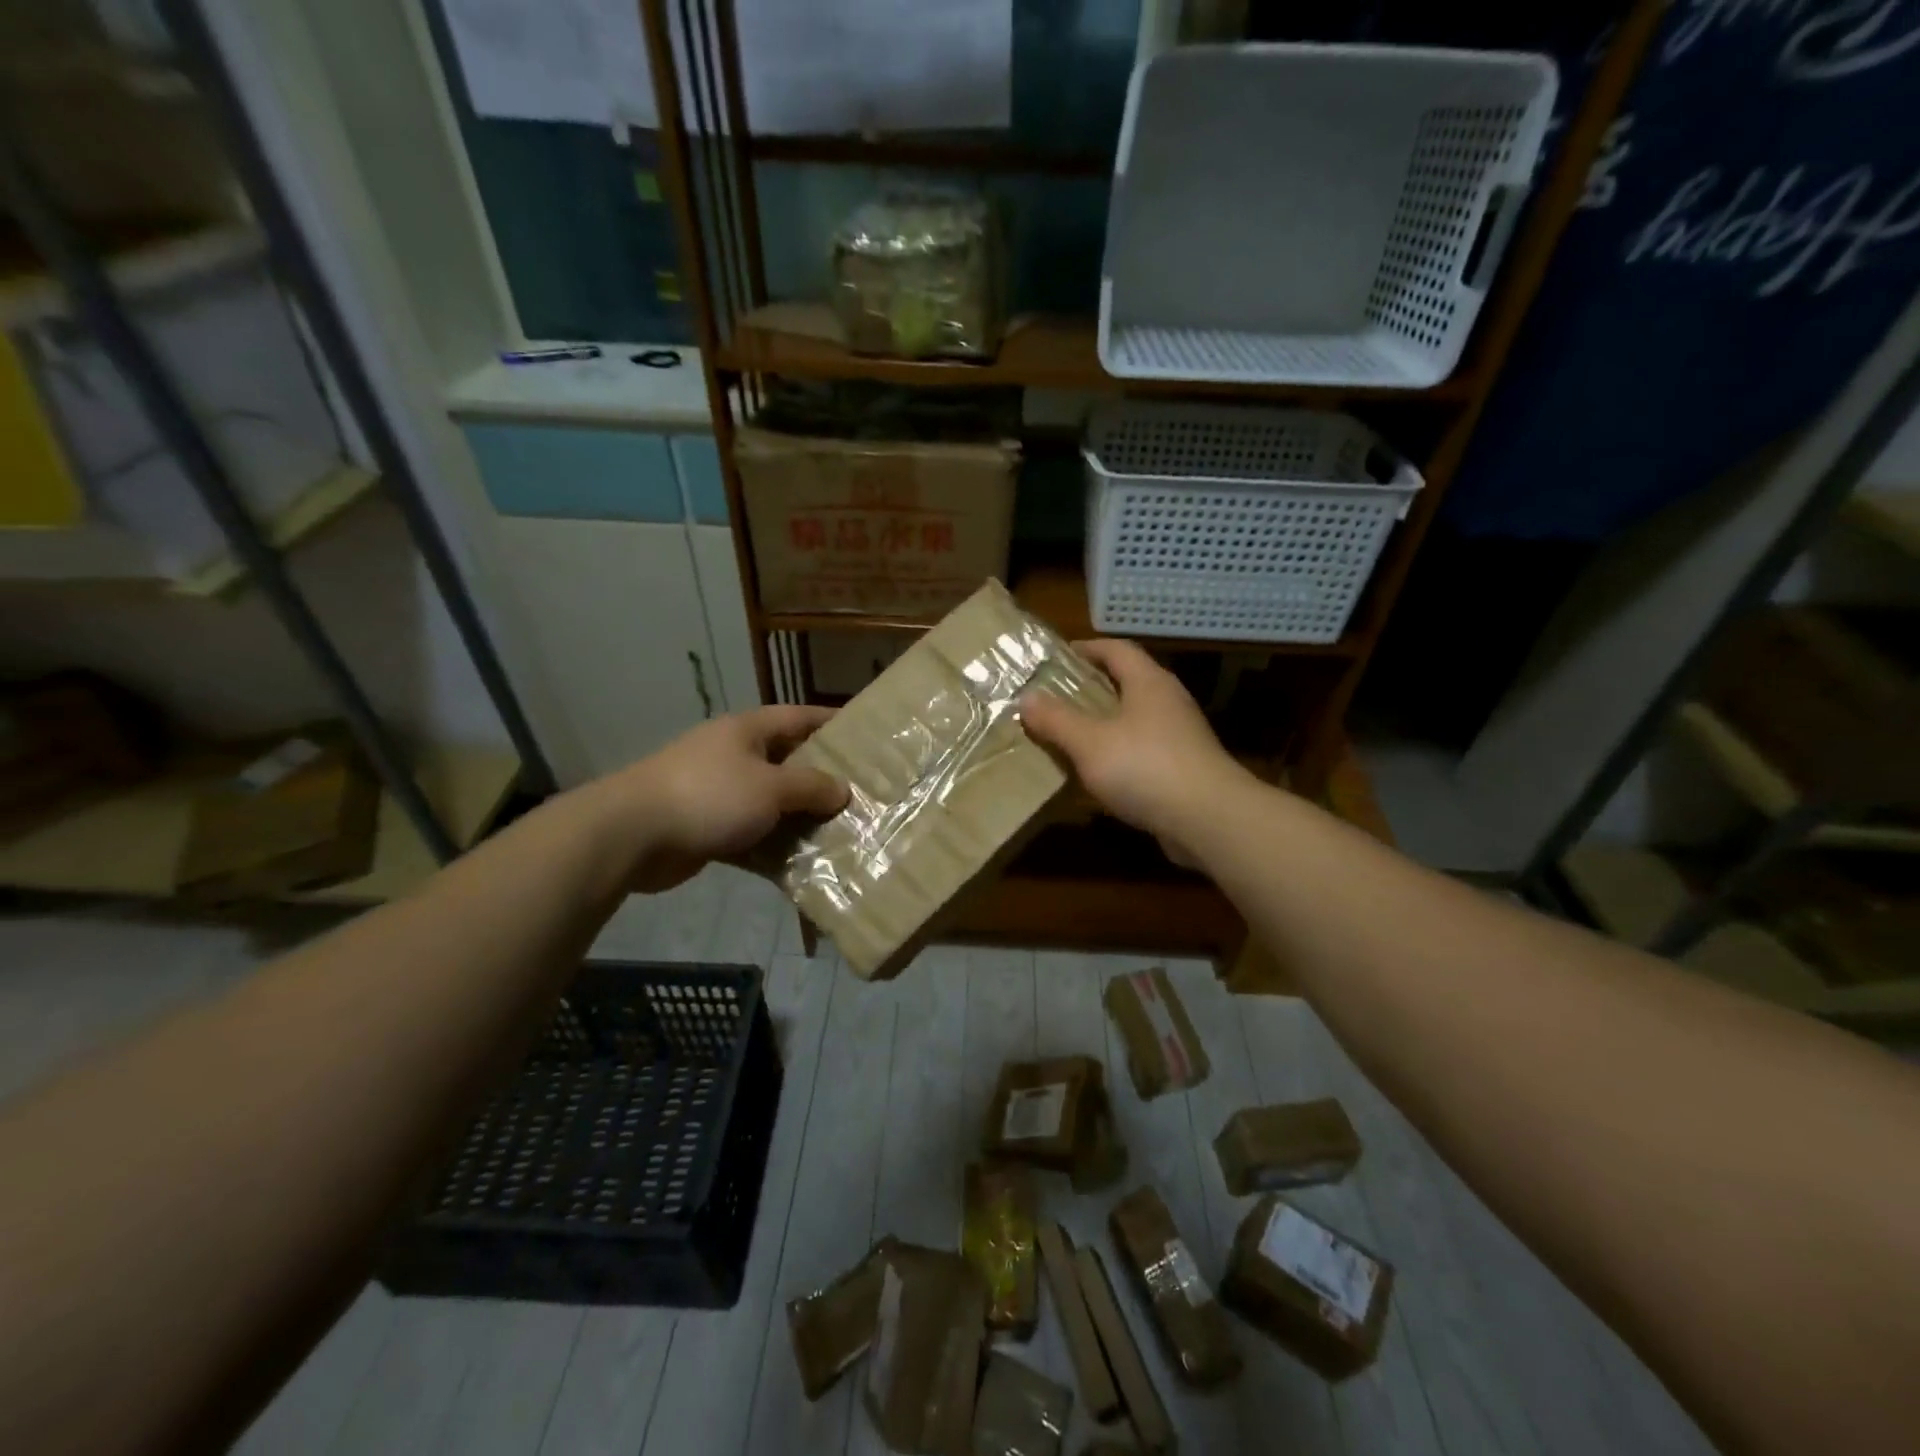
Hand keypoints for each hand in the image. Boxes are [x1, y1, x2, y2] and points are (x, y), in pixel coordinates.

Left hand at [600, 706, 847, 892]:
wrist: (632, 834)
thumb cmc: (709, 795)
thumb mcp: (771, 787)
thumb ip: (811, 786)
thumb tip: (842, 790)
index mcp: (748, 731)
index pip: (799, 717)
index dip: (831, 723)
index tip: (864, 735)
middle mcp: (734, 755)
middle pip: (788, 761)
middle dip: (821, 778)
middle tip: (860, 794)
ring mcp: (718, 792)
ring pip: (771, 802)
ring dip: (799, 818)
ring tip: (839, 832)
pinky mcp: (707, 827)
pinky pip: (751, 833)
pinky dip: (772, 846)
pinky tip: (800, 863)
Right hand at [1019, 640, 1253, 864]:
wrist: (1208, 819)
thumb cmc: (1145, 767)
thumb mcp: (1089, 741)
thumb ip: (1056, 719)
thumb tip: (1026, 697)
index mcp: (1148, 682)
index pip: (1117, 649)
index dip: (1087, 649)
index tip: (1058, 657)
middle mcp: (1168, 701)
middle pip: (1126, 682)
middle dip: (1091, 687)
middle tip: (1055, 698)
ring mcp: (1180, 735)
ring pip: (1134, 718)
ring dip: (1104, 723)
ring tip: (1070, 735)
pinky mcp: (1184, 767)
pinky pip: (1143, 750)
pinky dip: (1118, 753)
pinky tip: (1098, 772)